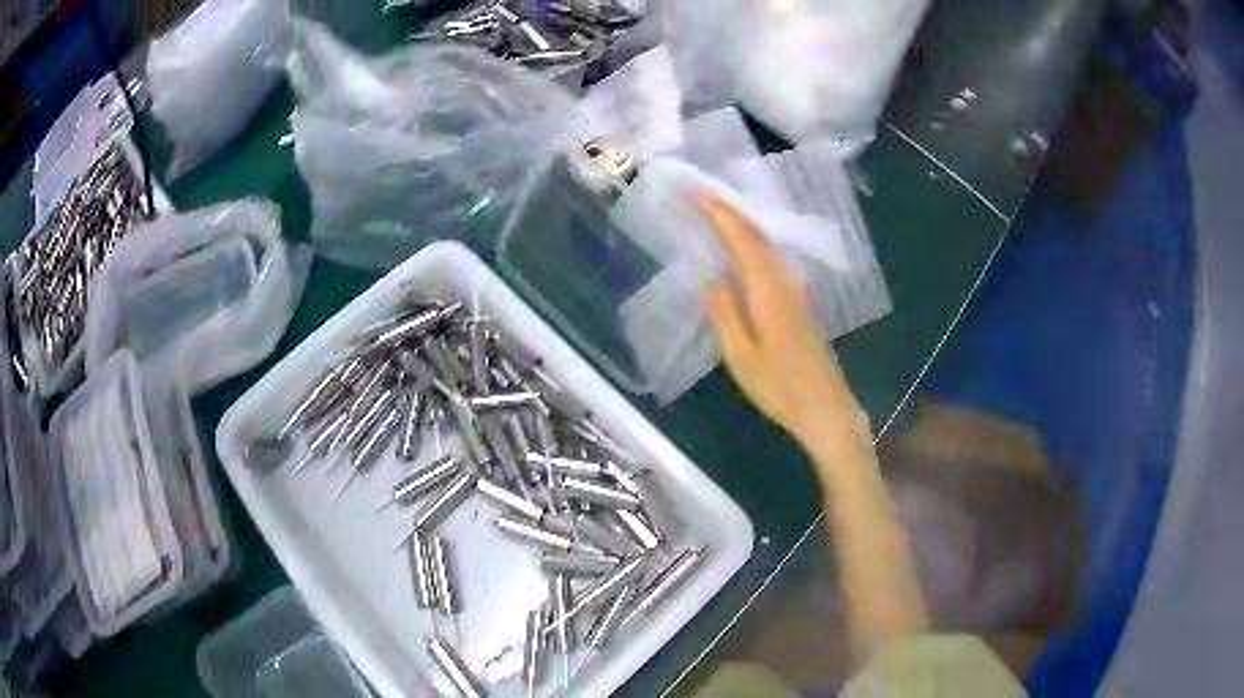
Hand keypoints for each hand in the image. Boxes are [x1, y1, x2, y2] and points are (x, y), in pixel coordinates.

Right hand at [699, 196, 868, 453]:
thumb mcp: (741, 356)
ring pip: (768, 247)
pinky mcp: (800, 305)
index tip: (695, 196)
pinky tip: (745, 253)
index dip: (719, 215)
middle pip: (758, 237)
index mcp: (768, 291)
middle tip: (702, 198)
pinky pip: (773, 262)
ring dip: (743, 227)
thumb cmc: (780, 387)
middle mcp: (785, 283)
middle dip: (730, 213)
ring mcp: (796, 293)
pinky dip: (754, 246)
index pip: (742, 241)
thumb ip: (725, 313)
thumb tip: (710, 278)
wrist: (826, 409)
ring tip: (718, 216)